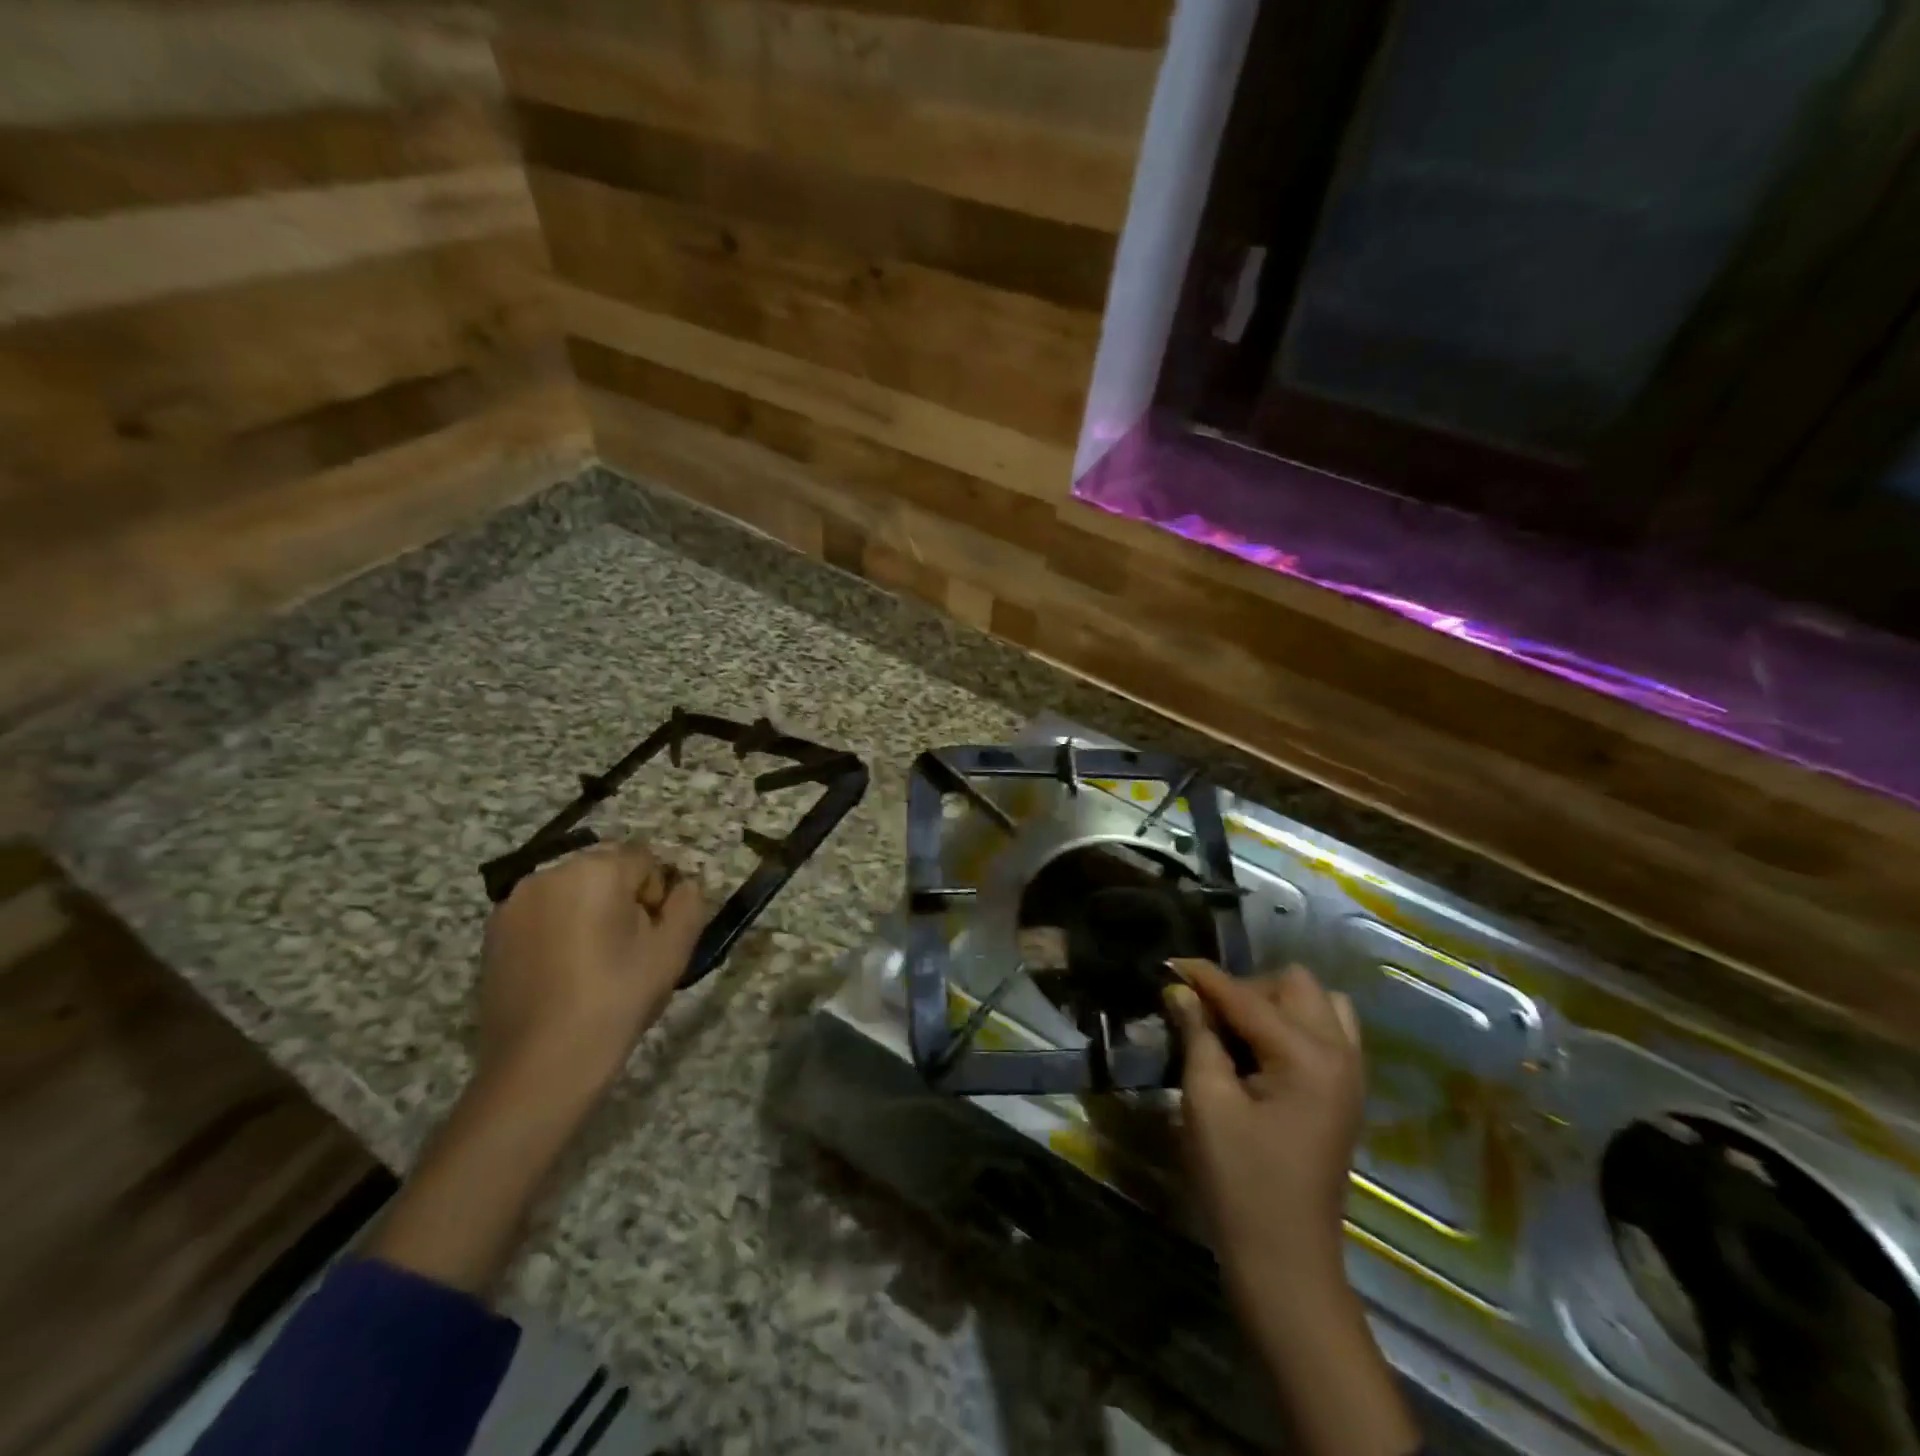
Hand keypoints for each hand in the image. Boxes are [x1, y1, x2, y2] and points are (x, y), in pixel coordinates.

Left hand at [476, 840, 706, 1102]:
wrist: (542, 1065)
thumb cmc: (616, 999)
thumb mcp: (673, 950)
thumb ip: (688, 904)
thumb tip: (683, 886)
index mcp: (596, 870)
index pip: (645, 861)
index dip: (657, 897)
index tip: (652, 938)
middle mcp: (549, 873)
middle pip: (605, 872)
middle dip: (622, 900)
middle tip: (628, 952)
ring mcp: (514, 903)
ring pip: (572, 892)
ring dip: (590, 913)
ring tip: (593, 963)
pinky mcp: (493, 933)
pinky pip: (543, 915)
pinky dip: (559, 930)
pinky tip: (562, 972)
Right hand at [1165, 961, 1418, 1455]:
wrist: (1286, 1260)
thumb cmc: (1239, 1181)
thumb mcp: (1206, 1102)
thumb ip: (1198, 1035)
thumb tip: (1180, 990)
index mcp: (1306, 1056)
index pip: (1246, 995)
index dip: (1203, 977)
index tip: (1167, 964)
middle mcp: (1340, 1053)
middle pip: (1293, 984)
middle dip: (1245, 987)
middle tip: (1205, 1014)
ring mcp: (1350, 1073)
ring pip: (1317, 1002)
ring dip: (1274, 1002)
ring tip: (1236, 1030)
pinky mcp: (1346, 1092)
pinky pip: (1328, 1031)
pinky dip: (1294, 1024)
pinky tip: (1262, 1050)